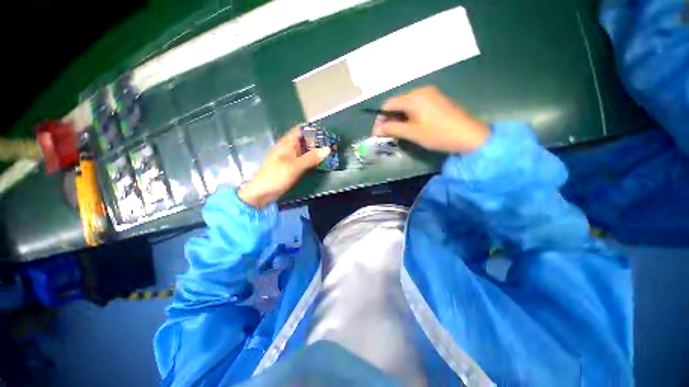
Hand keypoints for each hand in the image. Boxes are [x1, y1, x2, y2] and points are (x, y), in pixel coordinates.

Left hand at [238, 127, 330, 207]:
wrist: (262, 193)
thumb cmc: (276, 176)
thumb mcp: (295, 166)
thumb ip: (311, 157)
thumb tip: (328, 149)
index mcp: (287, 143)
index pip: (300, 130)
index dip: (313, 129)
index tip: (326, 132)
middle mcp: (289, 148)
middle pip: (304, 140)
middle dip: (317, 141)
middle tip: (332, 144)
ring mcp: (290, 158)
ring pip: (305, 151)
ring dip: (315, 151)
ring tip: (330, 153)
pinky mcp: (291, 167)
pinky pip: (304, 160)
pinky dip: (312, 160)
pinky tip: (320, 163)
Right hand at [372, 86, 489, 153]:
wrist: (469, 135)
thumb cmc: (438, 134)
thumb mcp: (412, 133)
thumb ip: (392, 129)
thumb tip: (377, 129)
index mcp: (414, 97)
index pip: (388, 104)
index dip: (380, 118)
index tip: (378, 132)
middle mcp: (421, 91)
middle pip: (397, 104)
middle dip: (389, 119)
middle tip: (388, 135)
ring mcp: (431, 94)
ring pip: (406, 105)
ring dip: (399, 118)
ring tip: (398, 133)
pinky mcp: (437, 100)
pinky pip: (416, 106)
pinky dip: (409, 116)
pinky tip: (411, 127)